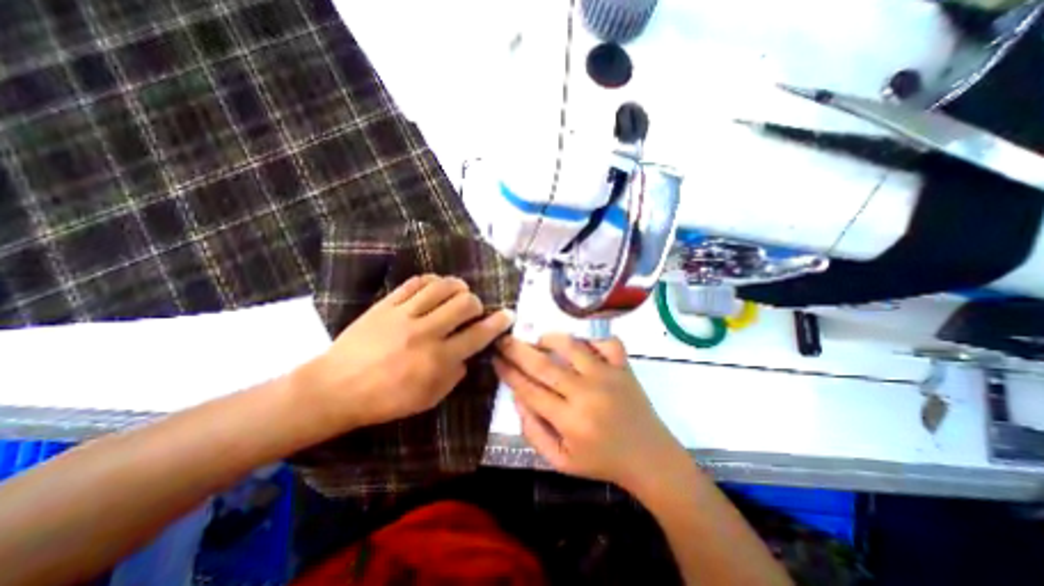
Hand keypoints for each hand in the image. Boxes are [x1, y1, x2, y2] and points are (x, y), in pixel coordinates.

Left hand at [297, 274, 512, 428]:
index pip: (478, 335)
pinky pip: (416, 282)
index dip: (498, 323)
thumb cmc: (386, 400)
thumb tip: (468, 353)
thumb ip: (455, 374)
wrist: (335, 389)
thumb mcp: (429, 399)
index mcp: (438, 359)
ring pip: (443, 287)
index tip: (508, 315)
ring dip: (458, 287)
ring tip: (458, 293)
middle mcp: (426, 332)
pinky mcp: (387, 304)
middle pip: (465, 303)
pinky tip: (435, 287)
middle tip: (474, 310)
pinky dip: (432, 281)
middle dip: (477, 304)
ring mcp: (404, 315)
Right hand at [494, 334, 690, 492]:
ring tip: (537, 339)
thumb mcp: (560, 461)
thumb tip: (518, 397)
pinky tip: (580, 344)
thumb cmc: (602, 461)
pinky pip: (607, 342)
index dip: (508, 372)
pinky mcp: (624, 367)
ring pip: (573, 346)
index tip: (495, 358)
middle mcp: (587, 394)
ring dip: (550, 339)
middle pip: (544, 365)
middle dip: (517, 350)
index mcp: (570, 421)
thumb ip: (534, 432)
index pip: (529, 390)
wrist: (649, 458)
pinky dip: (592, 337)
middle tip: (503, 339)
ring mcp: (608, 376)